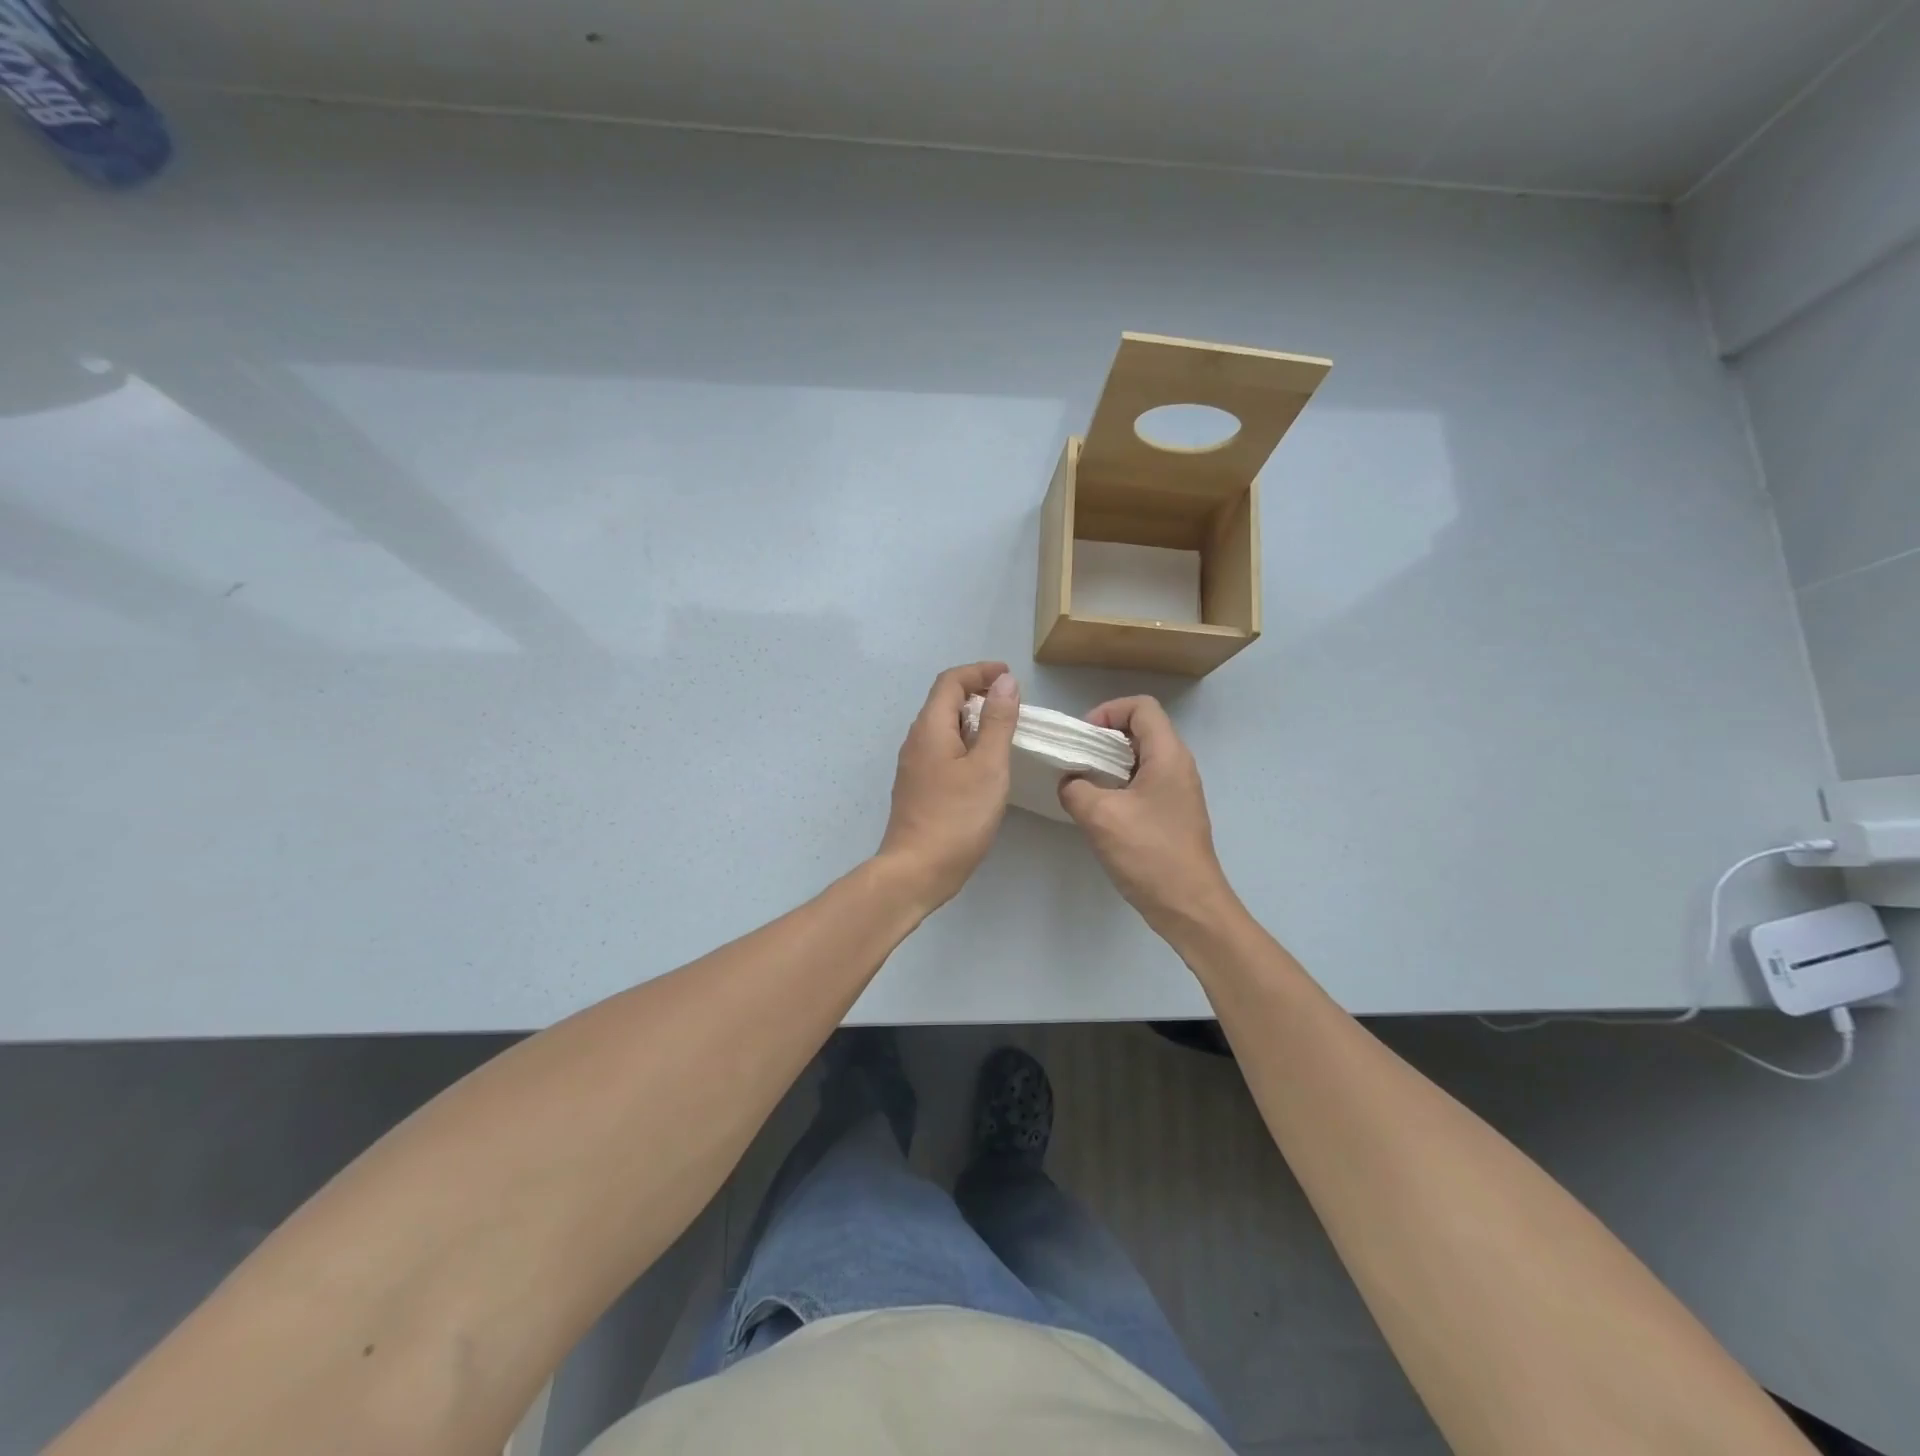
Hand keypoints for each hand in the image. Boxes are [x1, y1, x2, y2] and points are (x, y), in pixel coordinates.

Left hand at [878, 662, 1019, 907]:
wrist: (917, 870)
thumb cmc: (957, 816)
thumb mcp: (988, 766)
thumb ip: (997, 721)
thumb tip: (1005, 681)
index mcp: (930, 727)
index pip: (950, 681)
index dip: (980, 671)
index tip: (1009, 677)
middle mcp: (916, 740)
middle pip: (944, 701)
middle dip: (977, 693)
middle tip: (1012, 704)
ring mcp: (914, 765)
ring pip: (943, 727)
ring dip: (972, 720)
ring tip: (1003, 731)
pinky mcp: (918, 787)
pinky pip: (942, 750)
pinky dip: (965, 743)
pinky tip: (984, 764)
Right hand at [1058, 696, 1240, 935]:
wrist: (1189, 906)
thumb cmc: (1149, 854)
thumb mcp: (1100, 816)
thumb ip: (1075, 788)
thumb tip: (1070, 782)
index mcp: (1168, 755)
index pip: (1142, 707)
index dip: (1109, 711)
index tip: (1083, 737)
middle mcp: (1178, 766)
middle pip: (1141, 729)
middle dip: (1104, 737)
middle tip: (1076, 759)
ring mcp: (1177, 791)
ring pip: (1140, 758)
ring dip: (1109, 764)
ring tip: (1082, 784)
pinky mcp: (1172, 813)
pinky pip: (1143, 783)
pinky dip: (1118, 785)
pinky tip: (1098, 810)